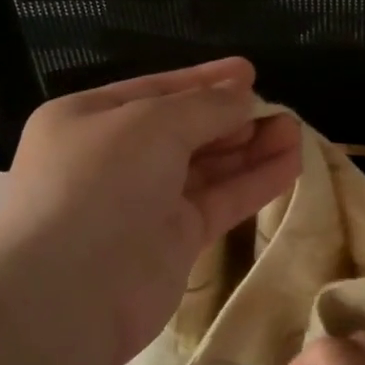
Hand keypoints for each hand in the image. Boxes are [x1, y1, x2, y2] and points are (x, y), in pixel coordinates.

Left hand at [0, 59, 302, 364]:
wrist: (69, 292)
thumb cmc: (99, 183)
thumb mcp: (151, 123)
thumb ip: (205, 106)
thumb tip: (243, 96)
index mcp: (90, 120)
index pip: (156, 90)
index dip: (204, 80)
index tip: (249, 72)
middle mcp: (115, 159)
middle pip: (185, 130)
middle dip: (232, 117)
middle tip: (279, 108)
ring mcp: (144, 203)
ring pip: (207, 168)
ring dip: (250, 149)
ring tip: (295, 131)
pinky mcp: (173, 242)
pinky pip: (219, 202)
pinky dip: (252, 183)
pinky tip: (290, 165)